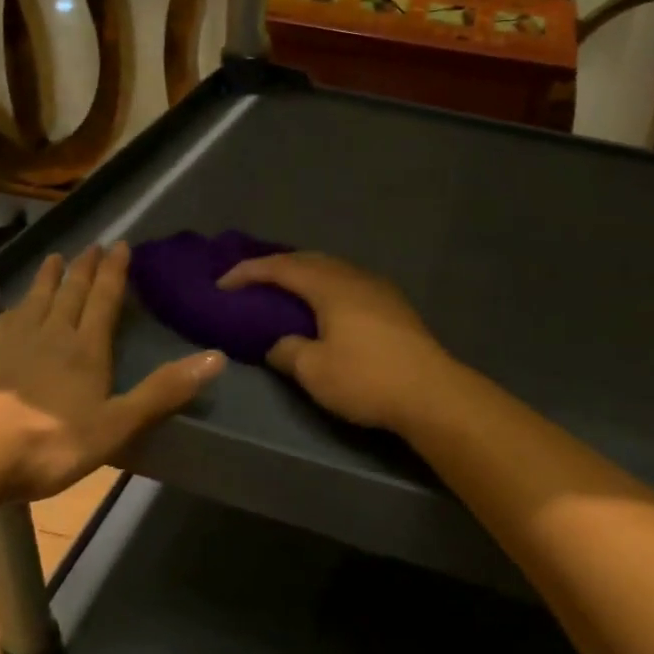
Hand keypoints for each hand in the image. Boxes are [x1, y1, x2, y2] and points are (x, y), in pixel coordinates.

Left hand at [0, 242, 224, 499]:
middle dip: (84, 268)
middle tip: (91, 245)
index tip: (120, 245)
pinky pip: (4, 319)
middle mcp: (50, 334)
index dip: (114, 272)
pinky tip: (12, 307)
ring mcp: (9, 342)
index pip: (103, 300)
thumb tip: (217, 357)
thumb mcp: (117, 424)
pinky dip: (15, 305)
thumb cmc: (50, 442)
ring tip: (56, 258)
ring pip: (35, 300)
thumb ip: (164, 391)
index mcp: (85, 349)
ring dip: (49, 278)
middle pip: (70, 293)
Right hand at [218, 251, 455, 430]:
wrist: (432, 393)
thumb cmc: (367, 379)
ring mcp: (378, 289)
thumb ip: (288, 351)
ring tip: (284, 292)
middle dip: (276, 266)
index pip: (281, 267)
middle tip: (251, 282)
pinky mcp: (394, 306)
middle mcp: (354, 277)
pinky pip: (348, 283)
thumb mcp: (314, 371)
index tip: (221, 284)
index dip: (248, 272)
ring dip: (304, 275)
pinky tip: (324, 308)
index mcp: (330, 286)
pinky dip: (326, 287)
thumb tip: (278, 344)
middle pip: (309, 260)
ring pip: (333, 269)